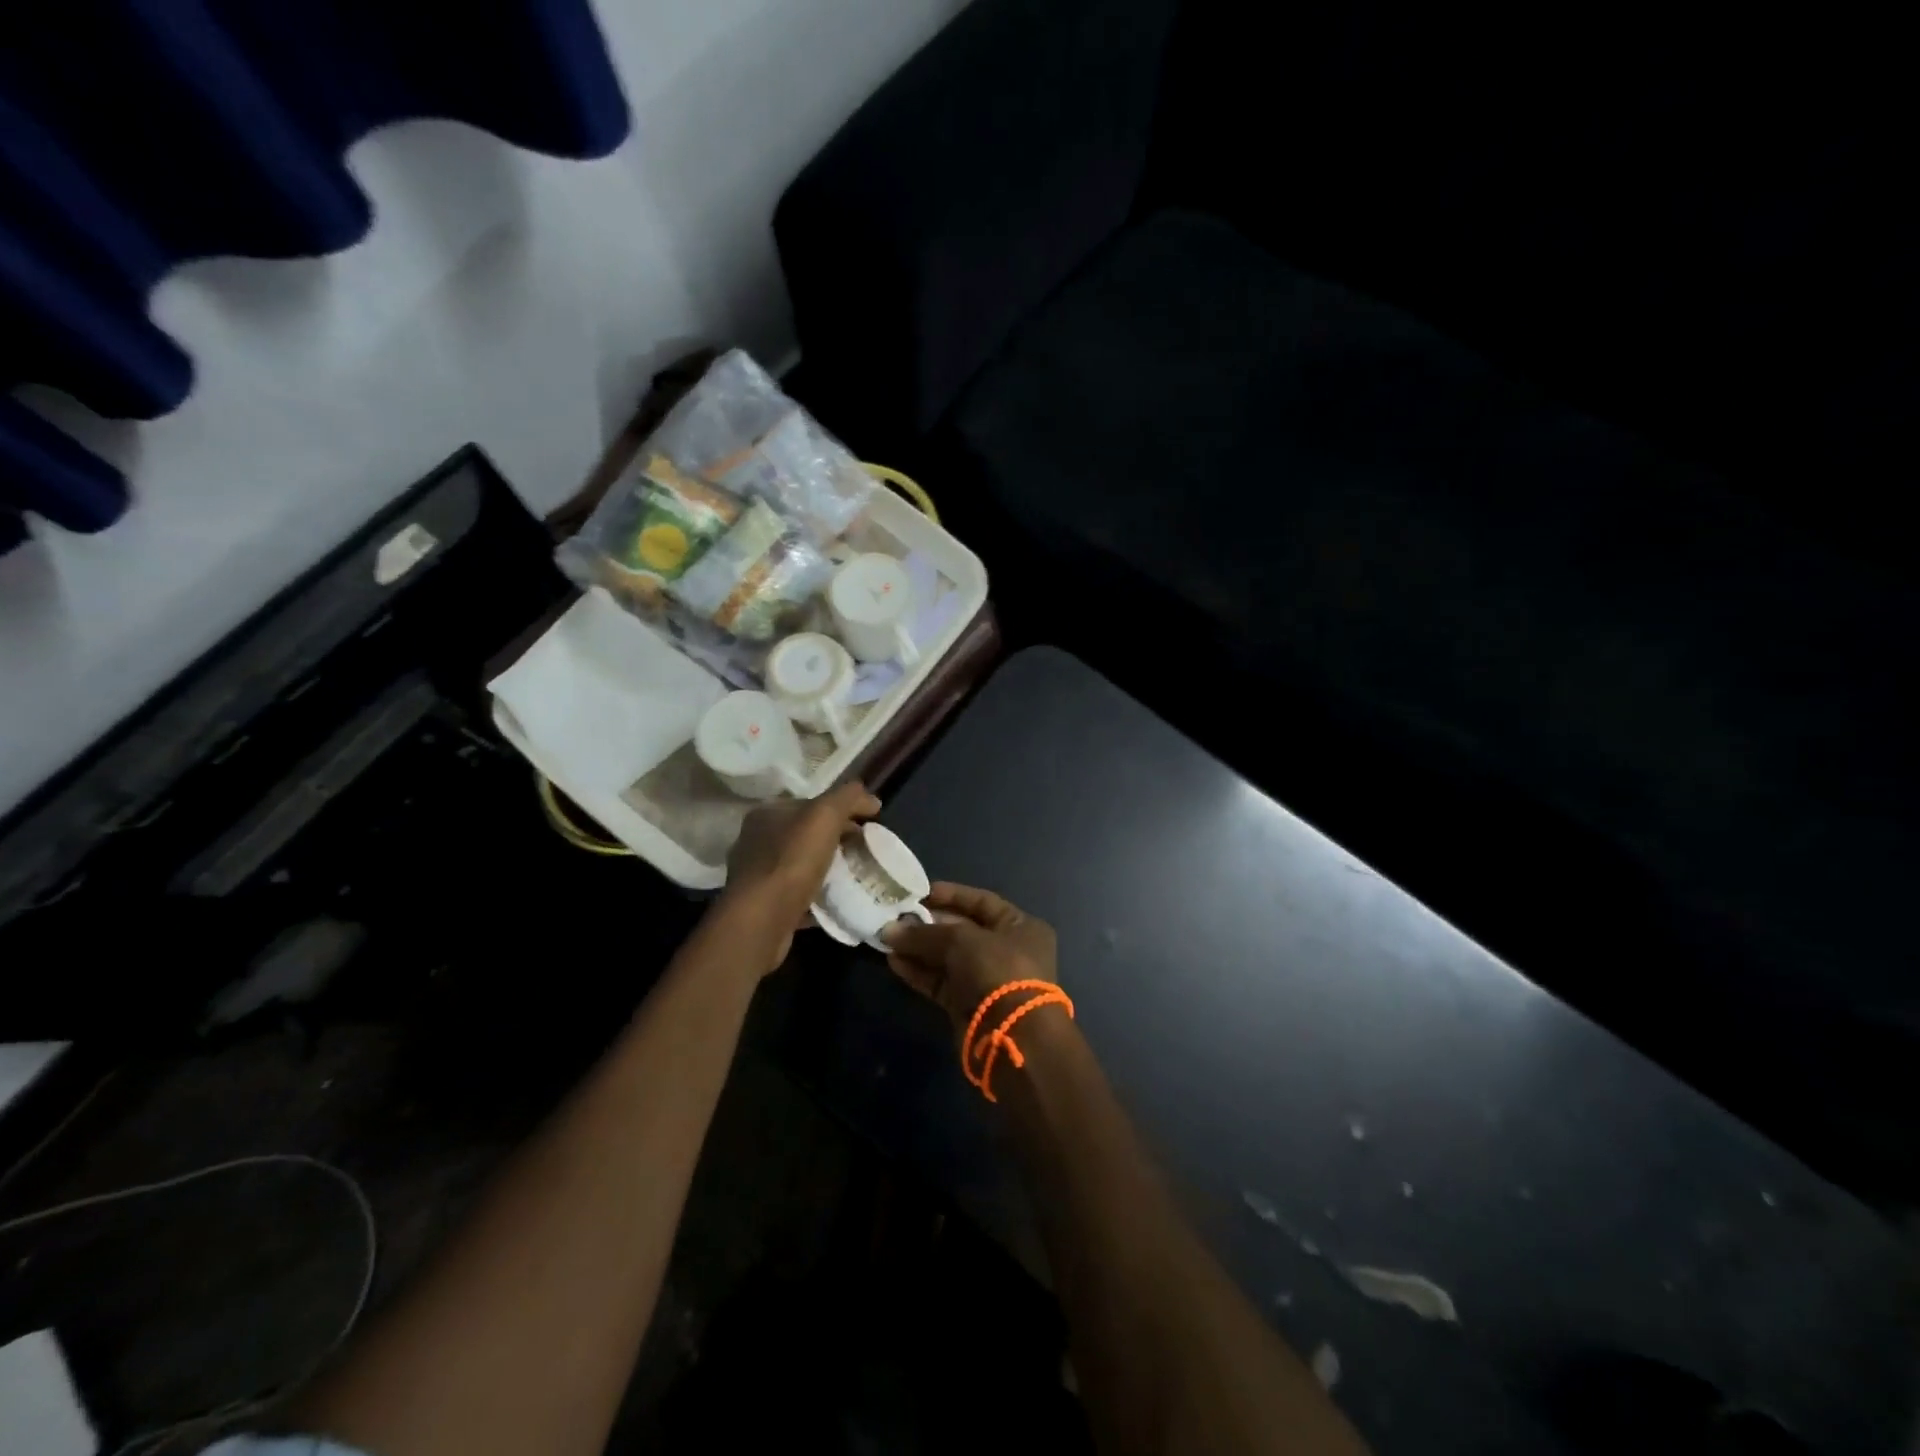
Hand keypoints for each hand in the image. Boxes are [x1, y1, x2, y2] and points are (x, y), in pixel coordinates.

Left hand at [718, 781, 880, 973]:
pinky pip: (797, 893)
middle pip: (806, 834)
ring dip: (827, 868)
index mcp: (767, 814)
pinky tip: (836, 901)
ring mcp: (757, 875)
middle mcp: (756, 841)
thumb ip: (848, 797)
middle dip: (837, 839)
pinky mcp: (763, 905)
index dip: (841, 809)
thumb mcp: (825, 815)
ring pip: (801, 864)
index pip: (810, 803)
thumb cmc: (792, 860)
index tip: (868, 823)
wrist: (762, 920)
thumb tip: (871, 799)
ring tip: (854, 876)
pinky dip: (817, 895)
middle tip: (866, 850)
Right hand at [882, 883, 1057, 1035]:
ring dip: (918, 949)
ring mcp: (987, 979)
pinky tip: (894, 962)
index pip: (981, 902)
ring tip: (887, 939)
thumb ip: (925, 933)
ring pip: (947, 958)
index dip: (950, 895)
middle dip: (927, 924)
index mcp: (1019, 926)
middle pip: (961, 930)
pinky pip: (940, 982)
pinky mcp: (968, 1005)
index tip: (919, 893)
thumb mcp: (961, 940)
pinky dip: (919, 972)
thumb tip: (889, 931)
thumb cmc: (997, 970)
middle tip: (895, 918)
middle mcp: (1006, 950)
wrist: (1012, 1036)